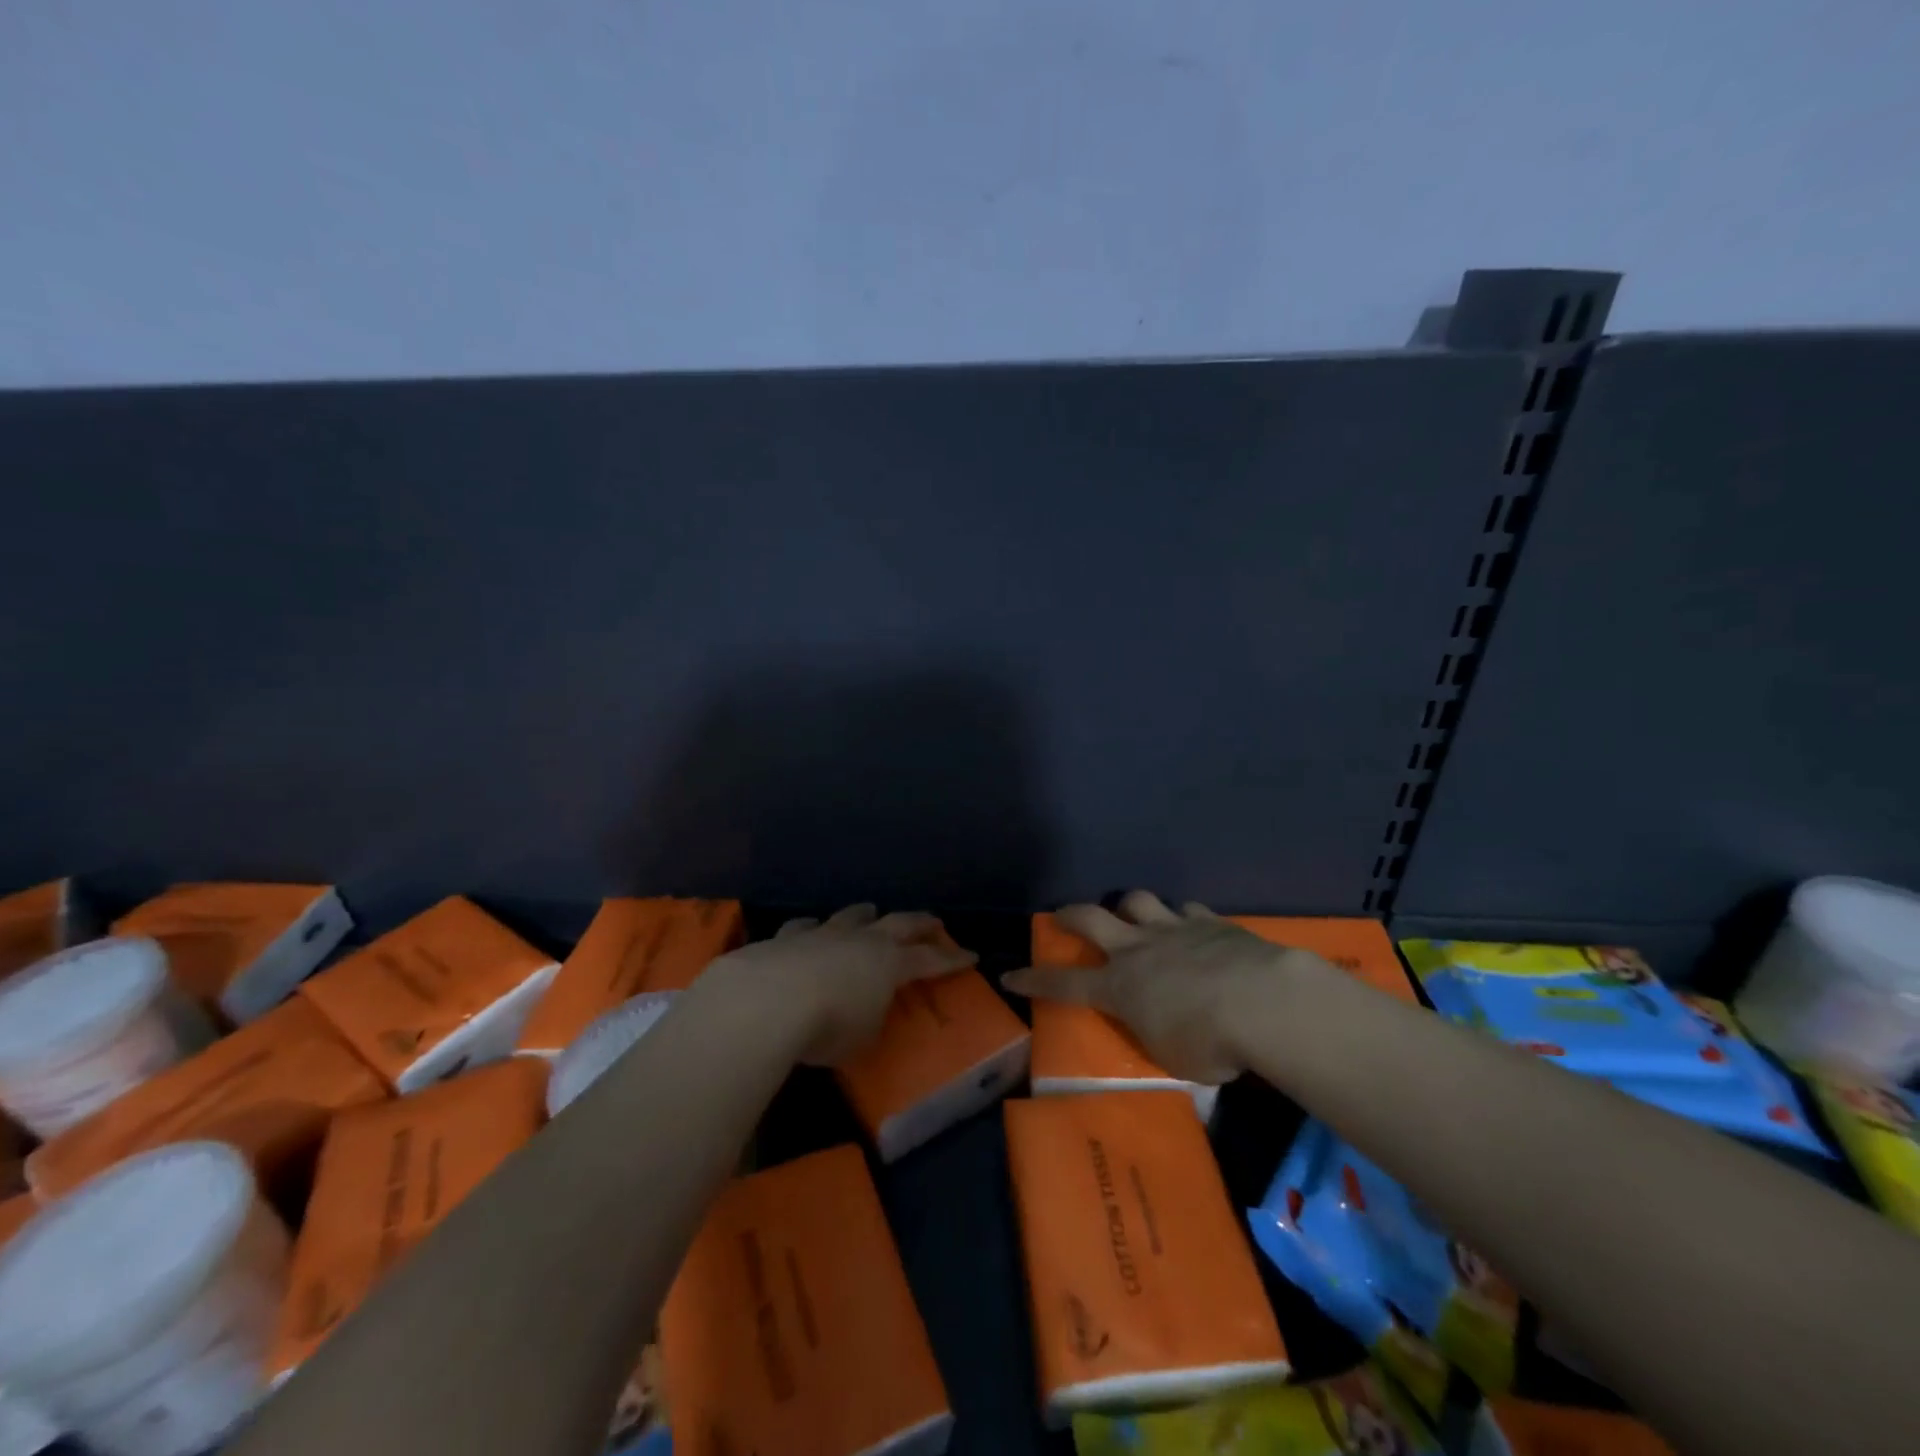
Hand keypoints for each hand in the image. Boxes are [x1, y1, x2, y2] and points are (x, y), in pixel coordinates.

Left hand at [705, 904, 976, 1065]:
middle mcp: (860, 941)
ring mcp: (823, 934)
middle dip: (918, 922)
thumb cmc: (827, 1026)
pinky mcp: (787, 938)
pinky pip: (805, 928)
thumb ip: (868, 1022)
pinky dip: (812, 929)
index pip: (929, 960)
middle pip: (898, 923)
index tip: (971, 955)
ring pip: (850, 916)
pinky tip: (809, 929)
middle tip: (933, 919)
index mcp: (889, 964)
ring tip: (870, 910)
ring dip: (864, 914)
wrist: (768, 1000)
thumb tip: (865, 1015)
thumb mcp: (861, 1038)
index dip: (951, 959)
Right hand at [1002, 890, 1333, 1083]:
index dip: (1035, 980)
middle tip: (1063, 916)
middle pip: (1091, 919)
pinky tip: (1193, 926)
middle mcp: (1137, 950)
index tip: (1010, 974)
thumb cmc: (1209, 1043)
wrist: (1262, 1002)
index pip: (1064, 985)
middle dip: (1071, 915)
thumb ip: (1157, 1037)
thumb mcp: (1172, 1058)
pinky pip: (1187, 910)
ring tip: (1132, 914)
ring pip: (1137, 901)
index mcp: (1120, 989)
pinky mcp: (1209, 922)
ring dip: (1129, 906)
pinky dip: (1184, 917)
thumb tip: (1161, 1030)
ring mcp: (1173, 929)